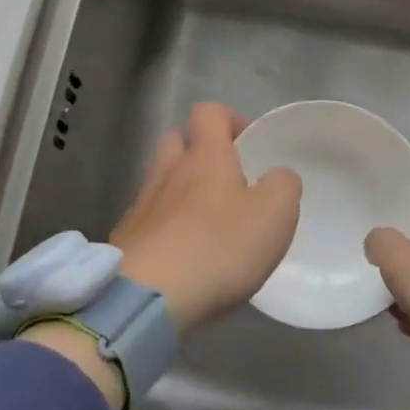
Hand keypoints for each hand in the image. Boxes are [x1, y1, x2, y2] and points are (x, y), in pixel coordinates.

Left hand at [110, 102, 301, 331]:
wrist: (149, 297)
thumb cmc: (219, 247)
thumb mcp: (275, 212)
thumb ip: (283, 185)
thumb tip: (277, 177)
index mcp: (204, 157)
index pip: (208, 112)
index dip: (229, 119)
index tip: (248, 143)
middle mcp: (167, 172)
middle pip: (176, 141)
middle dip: (198, 152)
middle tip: (226, 181)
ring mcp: (141, 207)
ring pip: (160, 182)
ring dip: (181, 192)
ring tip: (207, 223)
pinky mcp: (125, 241)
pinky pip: (148, 221)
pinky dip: (165, 228)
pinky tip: (182, 256)